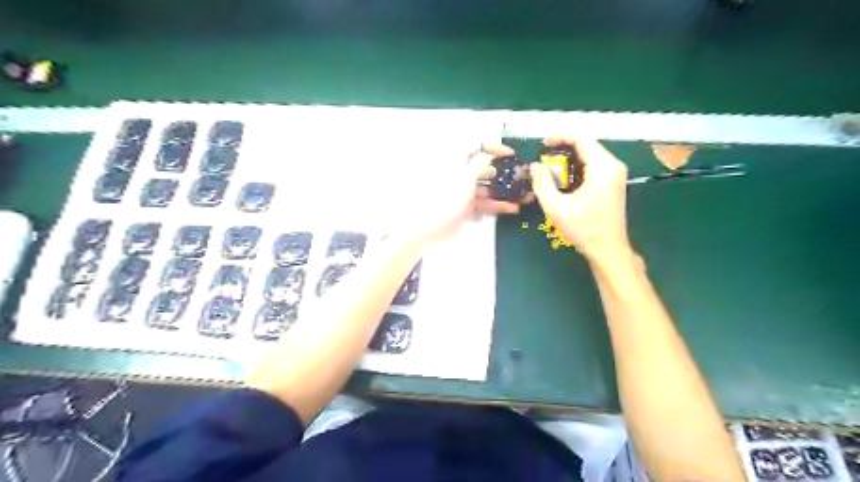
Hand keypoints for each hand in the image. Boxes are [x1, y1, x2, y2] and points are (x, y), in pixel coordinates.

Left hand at [395, 143, 531, 245]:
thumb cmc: (443, 199)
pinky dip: (498, 205)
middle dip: (505, 172)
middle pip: (485, 168)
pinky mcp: (467, 208)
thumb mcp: (464, 178)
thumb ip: (478, 164)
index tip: (510, 154)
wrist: (427, 228)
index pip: (476, 146)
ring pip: (488, 187)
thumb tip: (489, 153)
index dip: (494, 147)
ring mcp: (464, 192)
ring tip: (524, 196)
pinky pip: (485, 203)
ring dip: (505, 192)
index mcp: (457, 162)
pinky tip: (511, 208)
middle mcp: (461, 174)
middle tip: (521, 177)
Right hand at [532, 136, 629, 262]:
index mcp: (603, 167)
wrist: (608, 249)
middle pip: (586, 145)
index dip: (561, 136)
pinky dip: (575, 168)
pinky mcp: (611, 183)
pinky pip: (591, 167)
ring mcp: (614, 175)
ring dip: (568, 159)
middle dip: (562, 148)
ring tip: (549, 168)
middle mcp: (612, 166)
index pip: (582, 139)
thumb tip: (535, 166)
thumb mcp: (557, 207)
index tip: (543, 143)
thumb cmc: (584, 229)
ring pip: (588, 156)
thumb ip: (542, 184)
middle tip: (543, 157)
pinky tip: (562, 179)